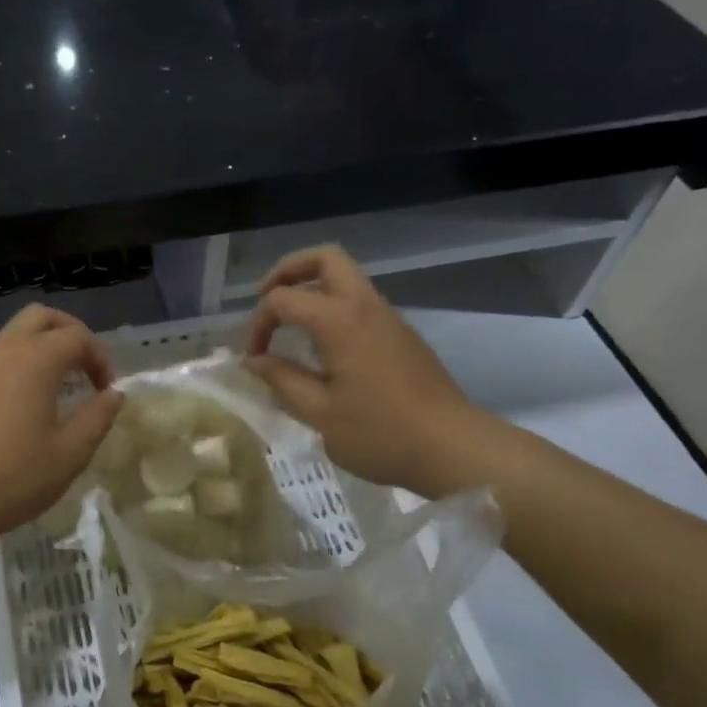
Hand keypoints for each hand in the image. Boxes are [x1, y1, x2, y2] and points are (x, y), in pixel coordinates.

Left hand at [0, 304, 123, 548]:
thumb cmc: (15, 478)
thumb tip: (113, 394)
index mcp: (34, 360)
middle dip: (69, 333)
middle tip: (85, 368)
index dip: (101, 359)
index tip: (108, 392)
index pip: (77, 337)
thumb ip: (98, 416)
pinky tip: (18, 412)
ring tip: (55, 389)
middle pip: (39, 317)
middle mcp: (1, 352)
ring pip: (11, 337)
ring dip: (39, 349)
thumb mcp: (71, 453)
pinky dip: (14, 370)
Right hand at [243, 246, 489, 488]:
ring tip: (290, 326)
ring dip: (312, 289)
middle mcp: (365, 306)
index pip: (283, 299)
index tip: (253, 359)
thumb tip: (255, 360)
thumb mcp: (319, 413)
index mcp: (340, 321)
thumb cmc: (379, 433)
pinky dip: (333, 309)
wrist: (452, 448)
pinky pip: (361, 303)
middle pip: (325, 258)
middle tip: (267, 301)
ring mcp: (389, 318)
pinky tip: (323, 349)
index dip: (258, 324)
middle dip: (288, 271)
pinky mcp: (402, 335)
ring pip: (346, 278)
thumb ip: (282, 380)